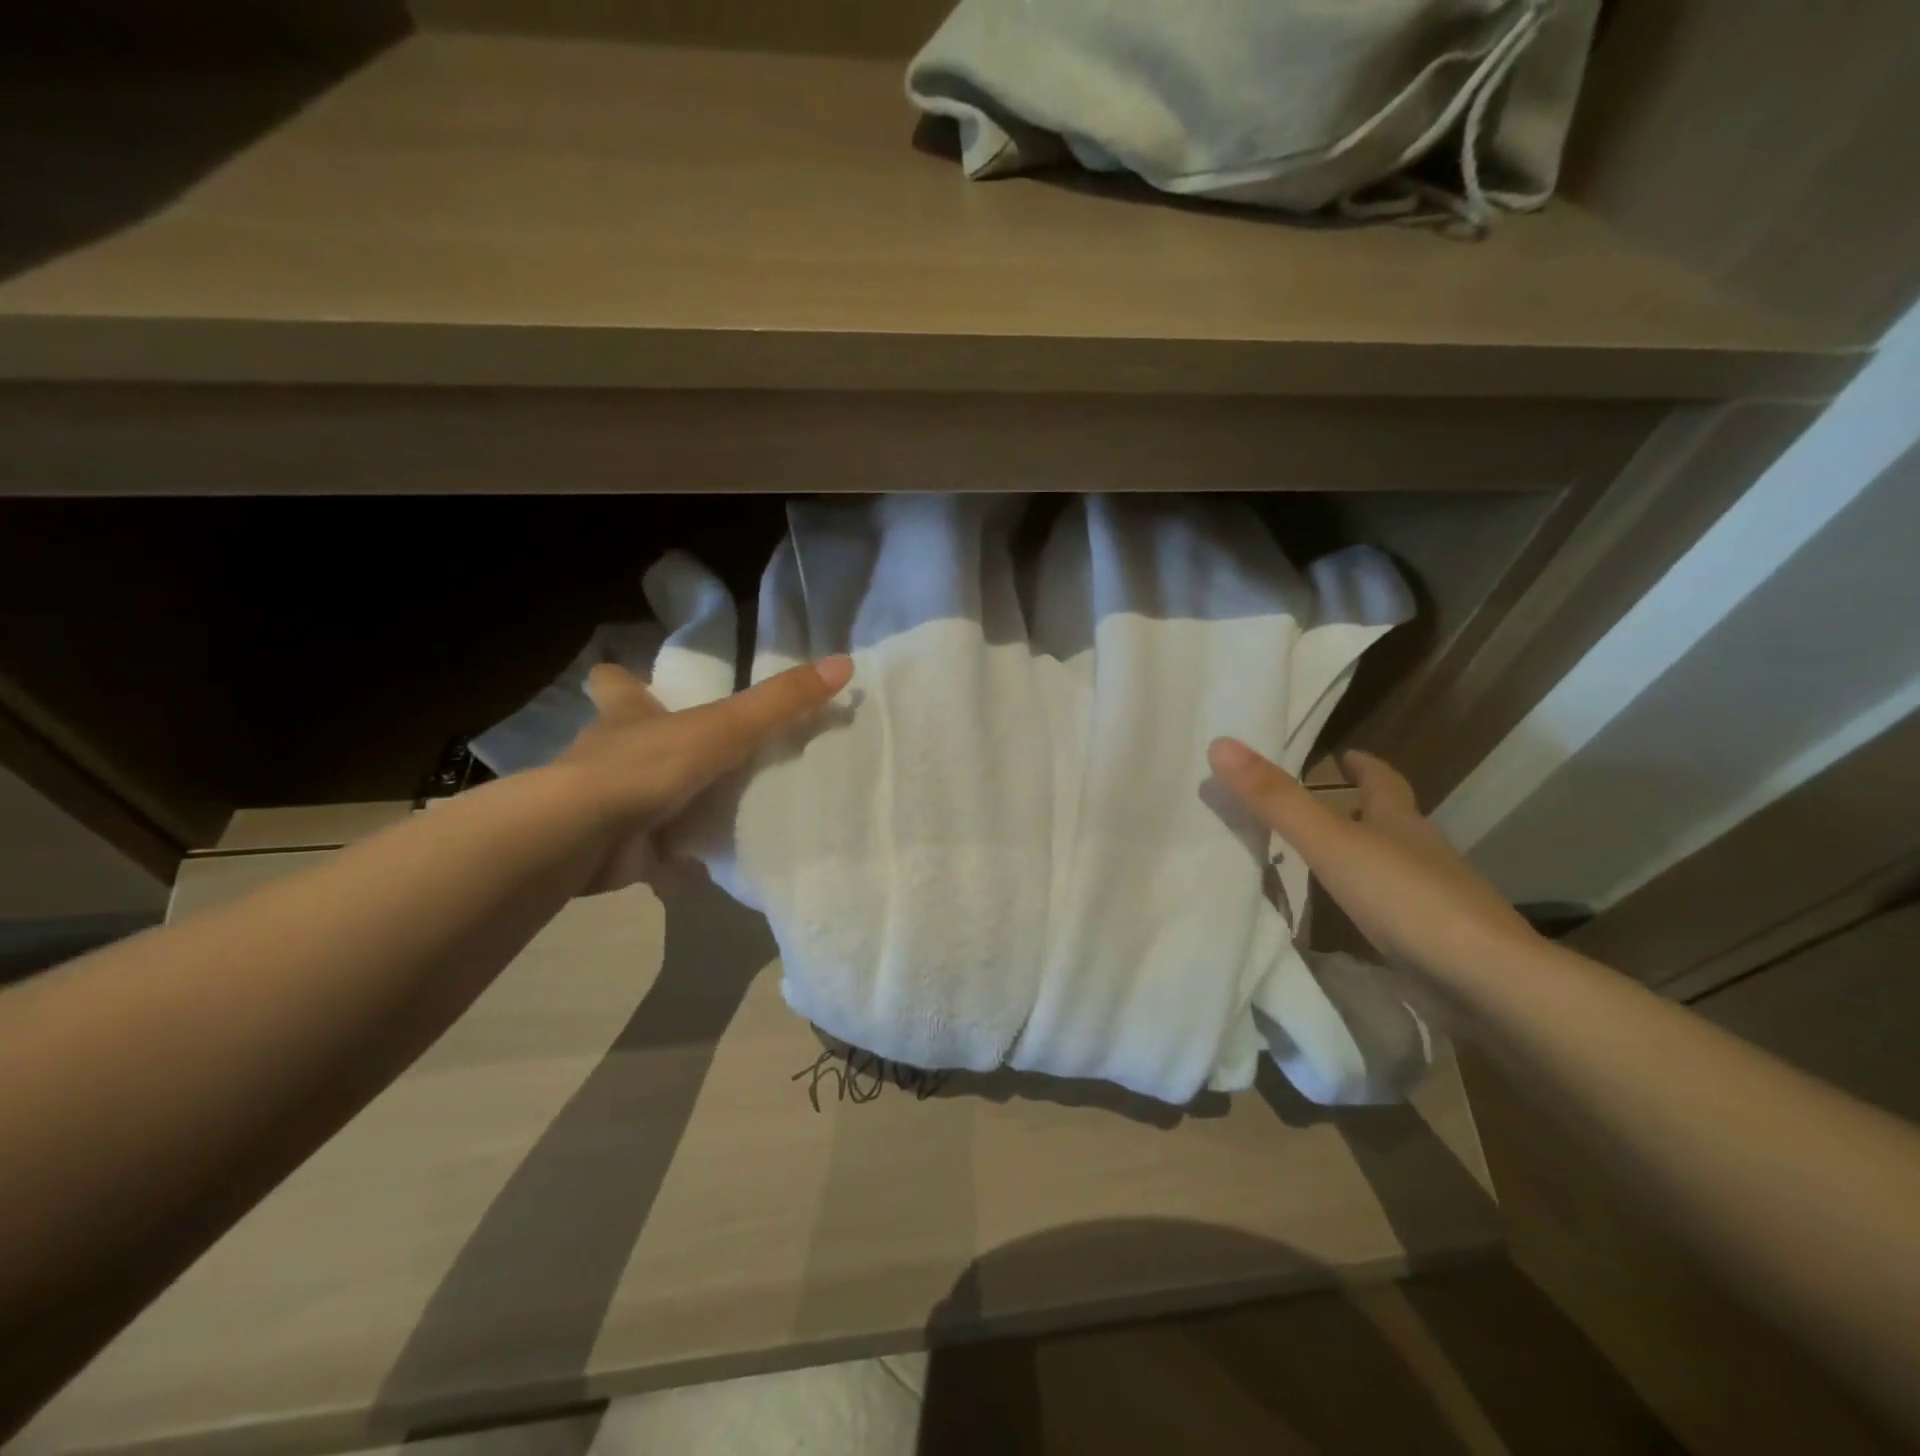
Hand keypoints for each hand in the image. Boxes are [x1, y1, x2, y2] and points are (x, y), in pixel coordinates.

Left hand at [553, 655, 852, 894]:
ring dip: (673, 812)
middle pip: (627, 745)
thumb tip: (844, 663)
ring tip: (719, 817)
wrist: (586, 836)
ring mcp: (608, 808)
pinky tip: (703, 871)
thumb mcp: (728, 726)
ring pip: (642, 804)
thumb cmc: (651, 765)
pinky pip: (651, 858)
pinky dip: (674, 866)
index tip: (634, 678)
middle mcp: (611, 757)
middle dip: (657, 752)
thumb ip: (783, 701)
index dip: (623, 679)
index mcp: (629, 717)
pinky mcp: (615, 853)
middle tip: (702, 759)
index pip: (615, 684)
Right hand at [1207, 739, 1536, 980]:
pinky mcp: (1438, 943)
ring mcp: (1436, 900)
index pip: (1383, 781)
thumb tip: (1221, 743)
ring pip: (1396, 866)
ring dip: (1366, 857)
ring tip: (1327, 862)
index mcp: (1399, 822)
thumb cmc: (1405, 898)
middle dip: (1362, 810)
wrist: (1487, 982)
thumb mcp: (1329, 842)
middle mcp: (1422, 853)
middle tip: (1322, 807)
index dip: (1364, 765)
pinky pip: (1397, 911)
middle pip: (1392, 821)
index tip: (1345, 755)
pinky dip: (1373, 905)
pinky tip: (1352, 923)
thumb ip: (1275, 800)